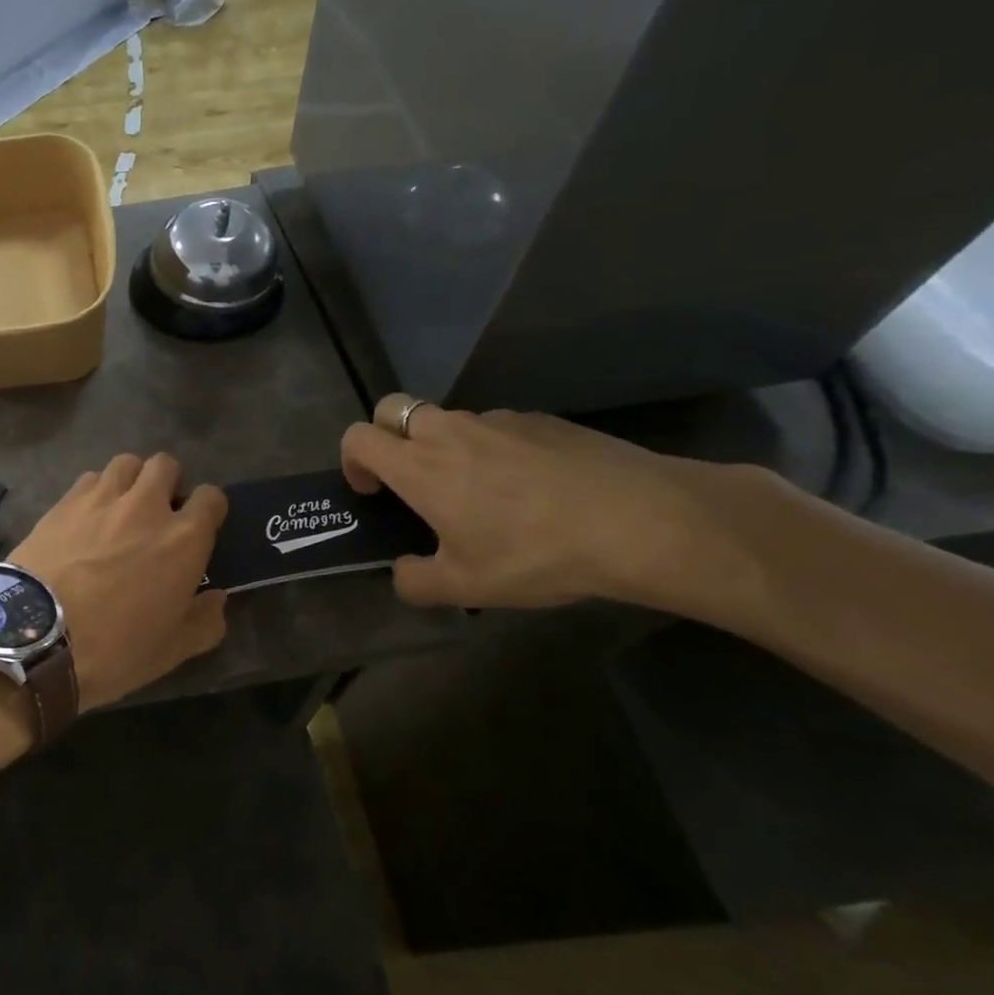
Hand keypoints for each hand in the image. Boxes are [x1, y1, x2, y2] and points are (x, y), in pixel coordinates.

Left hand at [11, 454, 228, 709]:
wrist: (35, 637)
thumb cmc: (114, 648)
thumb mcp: (172, 651)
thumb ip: (204, 621)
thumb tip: (217, 599)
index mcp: (183, 539)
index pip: (211, 498)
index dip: (208, 510)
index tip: (198, 529)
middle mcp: (146, 506)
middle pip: (166, 465)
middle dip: (168, 483)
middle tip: (158, 514)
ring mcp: (101, 499)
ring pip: (126, 463)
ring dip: (131, 480)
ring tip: (121, 509)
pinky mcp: (63, 502)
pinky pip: (89, 478)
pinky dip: (95, 490)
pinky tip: (86, 517)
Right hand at [342, 397, 739, 610]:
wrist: (641, 521)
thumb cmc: (535, 553)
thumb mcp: (466, 586)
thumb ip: (416, 581)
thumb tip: (404, 573)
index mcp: (420, 466)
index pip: (358, 437)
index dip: (352, 461)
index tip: (372, 492)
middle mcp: (450, 432)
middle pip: (394, 408)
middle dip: (388, 436)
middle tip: (410, 479)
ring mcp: (500, 420)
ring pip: (450, 419)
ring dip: (445, 445)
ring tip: (482, 493)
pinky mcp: (544, 420)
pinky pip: (499, 427)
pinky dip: (495, 449)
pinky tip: (532, 488)